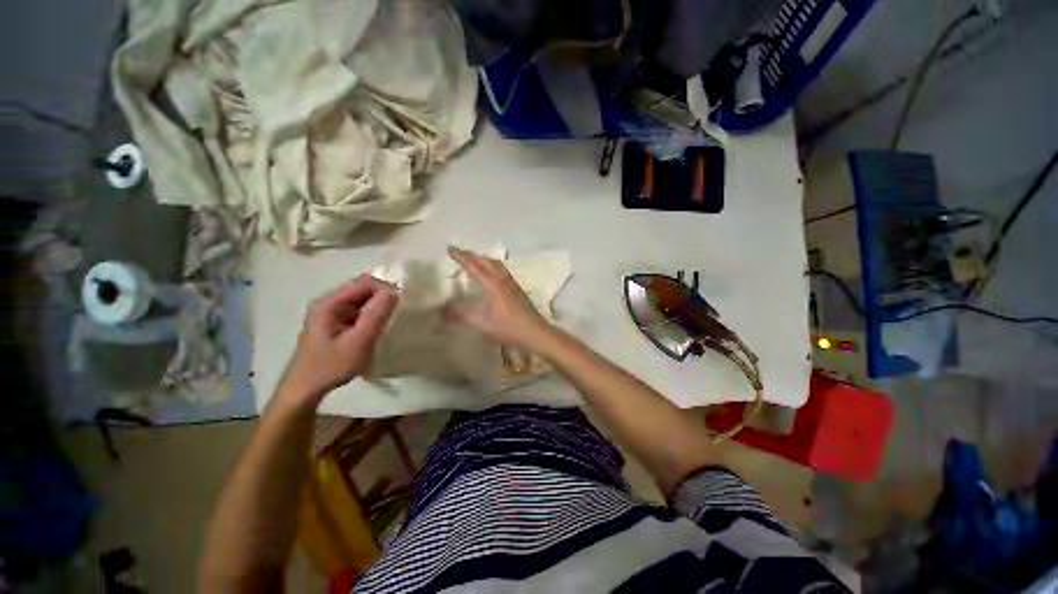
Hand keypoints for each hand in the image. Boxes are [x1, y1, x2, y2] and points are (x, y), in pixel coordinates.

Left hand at [277, 275, 397, 408]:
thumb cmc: (331, 365)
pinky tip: (377, 329)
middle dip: (382, 298)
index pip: (365, 282)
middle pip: (363, 289)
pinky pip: (359, 311)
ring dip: (378, 308)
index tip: (401, 304)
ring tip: (389, 322)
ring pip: (363, 301)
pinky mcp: (335, 323)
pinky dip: (371, 316)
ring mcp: (331, 313)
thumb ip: (376, 314)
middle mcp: (329, 302)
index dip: (385, 289)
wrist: (305, 389)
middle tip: (397, 314)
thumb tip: (394, 291)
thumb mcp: (359, 340)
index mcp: (330, 302)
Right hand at [446, 247, 553, 350]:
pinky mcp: (517, 289)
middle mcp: (503, 279)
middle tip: (459, 253)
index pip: (474, 266)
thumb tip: (442, 310)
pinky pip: (502, 271)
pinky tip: (490, 276)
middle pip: (487, 261)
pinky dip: (491, 267)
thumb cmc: (509, 327)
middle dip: (472, 255)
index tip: (449, 248)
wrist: (536, 333)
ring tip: (473, 261)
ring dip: (483, 259)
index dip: (461, 257)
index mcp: (493, 284)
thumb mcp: (482, 323)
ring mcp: (512, 283)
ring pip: (496, 264)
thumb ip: (462, 315)